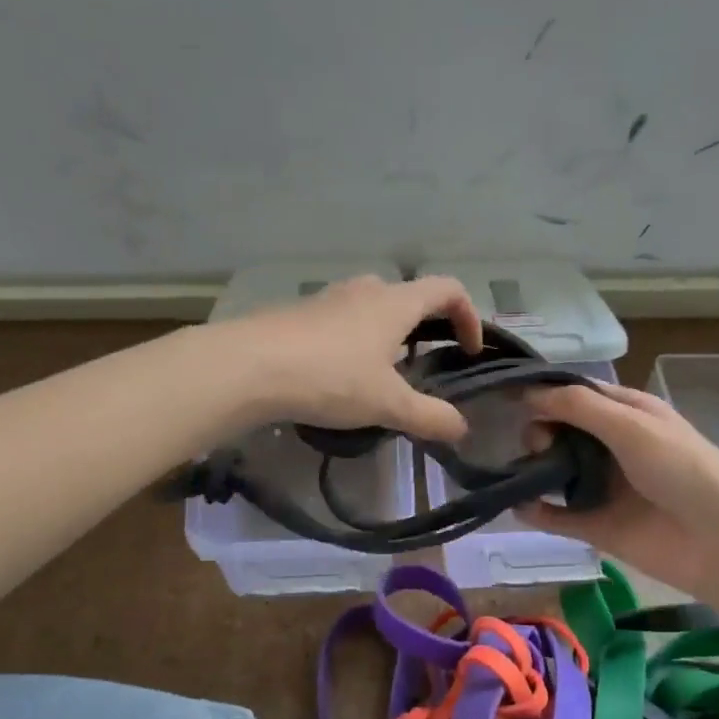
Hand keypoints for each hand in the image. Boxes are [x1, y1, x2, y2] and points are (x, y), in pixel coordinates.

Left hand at [228, 274, 483, 442]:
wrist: (249, 366)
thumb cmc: (330, 377)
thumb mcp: (387, 404)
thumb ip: (429, 416)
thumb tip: (461, 428)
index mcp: (396, 303)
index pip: (448, 290)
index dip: (469, 316)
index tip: (468, 351)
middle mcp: (365, 289)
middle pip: (409, 297)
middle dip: (425, 328)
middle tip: (424, 365)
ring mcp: (328, 297)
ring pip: (372, 308)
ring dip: (387, 335)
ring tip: (380, 376)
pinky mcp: (299, 313)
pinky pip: (340, 321)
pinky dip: (354, 342)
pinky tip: (337, 377)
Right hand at [517, 383, 718, 595]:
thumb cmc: (683, 471)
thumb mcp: (633, 426)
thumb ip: (579, 407)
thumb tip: (527, 395)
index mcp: (627, 413)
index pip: (576, 395)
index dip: (544, 394)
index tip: (506, 399)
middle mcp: (611, 446)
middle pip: (560, 432)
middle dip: (539, 433)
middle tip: (539, 447)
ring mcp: (603, 488)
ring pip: (555, 472)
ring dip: (532, 469)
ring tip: (522, 474)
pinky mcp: (597, 527)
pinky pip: (557, 516)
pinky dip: (535, 510)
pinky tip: (515, 505)